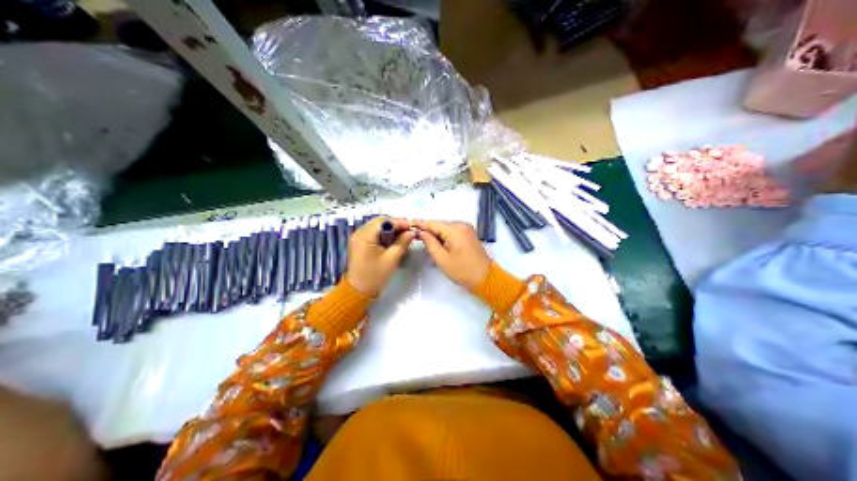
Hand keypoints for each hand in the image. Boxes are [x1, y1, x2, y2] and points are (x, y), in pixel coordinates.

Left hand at [345, 216, 417, 296]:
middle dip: (395, 225)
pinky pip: (374, 233)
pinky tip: (393, 240)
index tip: (412, 227)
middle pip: (379, 222)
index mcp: (364, 236)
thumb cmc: (374, 276)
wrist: (358, 291)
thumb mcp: (391, 259)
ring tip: (403, 236)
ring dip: (390, 229)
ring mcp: (358, 237)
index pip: (383, 222)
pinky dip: (384, 235)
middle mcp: (359, 233)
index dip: (399, 222)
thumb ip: (402, 243)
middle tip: (409, 231)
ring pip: (377, 227)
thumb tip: (412, 232)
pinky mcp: (360, 243)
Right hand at [414, 219, 487, 288]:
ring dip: (435, 234)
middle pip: (439, 225)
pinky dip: (443, 237)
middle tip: (412, 236)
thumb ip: (430, 243)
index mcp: (455, 229)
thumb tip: (421, 232)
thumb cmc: (462, 271)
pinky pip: (452, 233)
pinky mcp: (469, 236)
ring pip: (445, 229)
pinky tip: (436, 244)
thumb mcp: (442, 259)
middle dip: (427, 230)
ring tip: (422, 241)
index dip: (419, 224)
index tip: (406, 225)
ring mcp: (466, 230)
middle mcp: (461, 225)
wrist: (486, 279)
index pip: (432, 223)